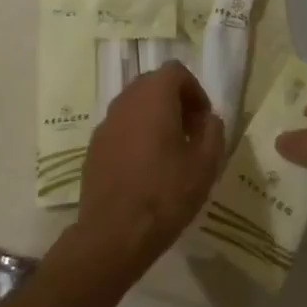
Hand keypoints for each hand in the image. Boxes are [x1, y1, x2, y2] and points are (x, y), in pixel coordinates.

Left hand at [73, 63, 226, 281]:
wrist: (113, 235)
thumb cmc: (165, 195)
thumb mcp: (206, 165)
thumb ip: (213, 132)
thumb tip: (209, 120)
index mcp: (153, 98)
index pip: (175, 71)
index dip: (194, 90)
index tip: (203, 120)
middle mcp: (125, 102)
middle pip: (152, 84)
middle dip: (174, 101)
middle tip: (189, 133)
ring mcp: (105, 124)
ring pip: (134, 106)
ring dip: (154, 118)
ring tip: (169, 152)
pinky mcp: (93, 148)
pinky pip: (120, 128)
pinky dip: (136, 135)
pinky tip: (145, 168)